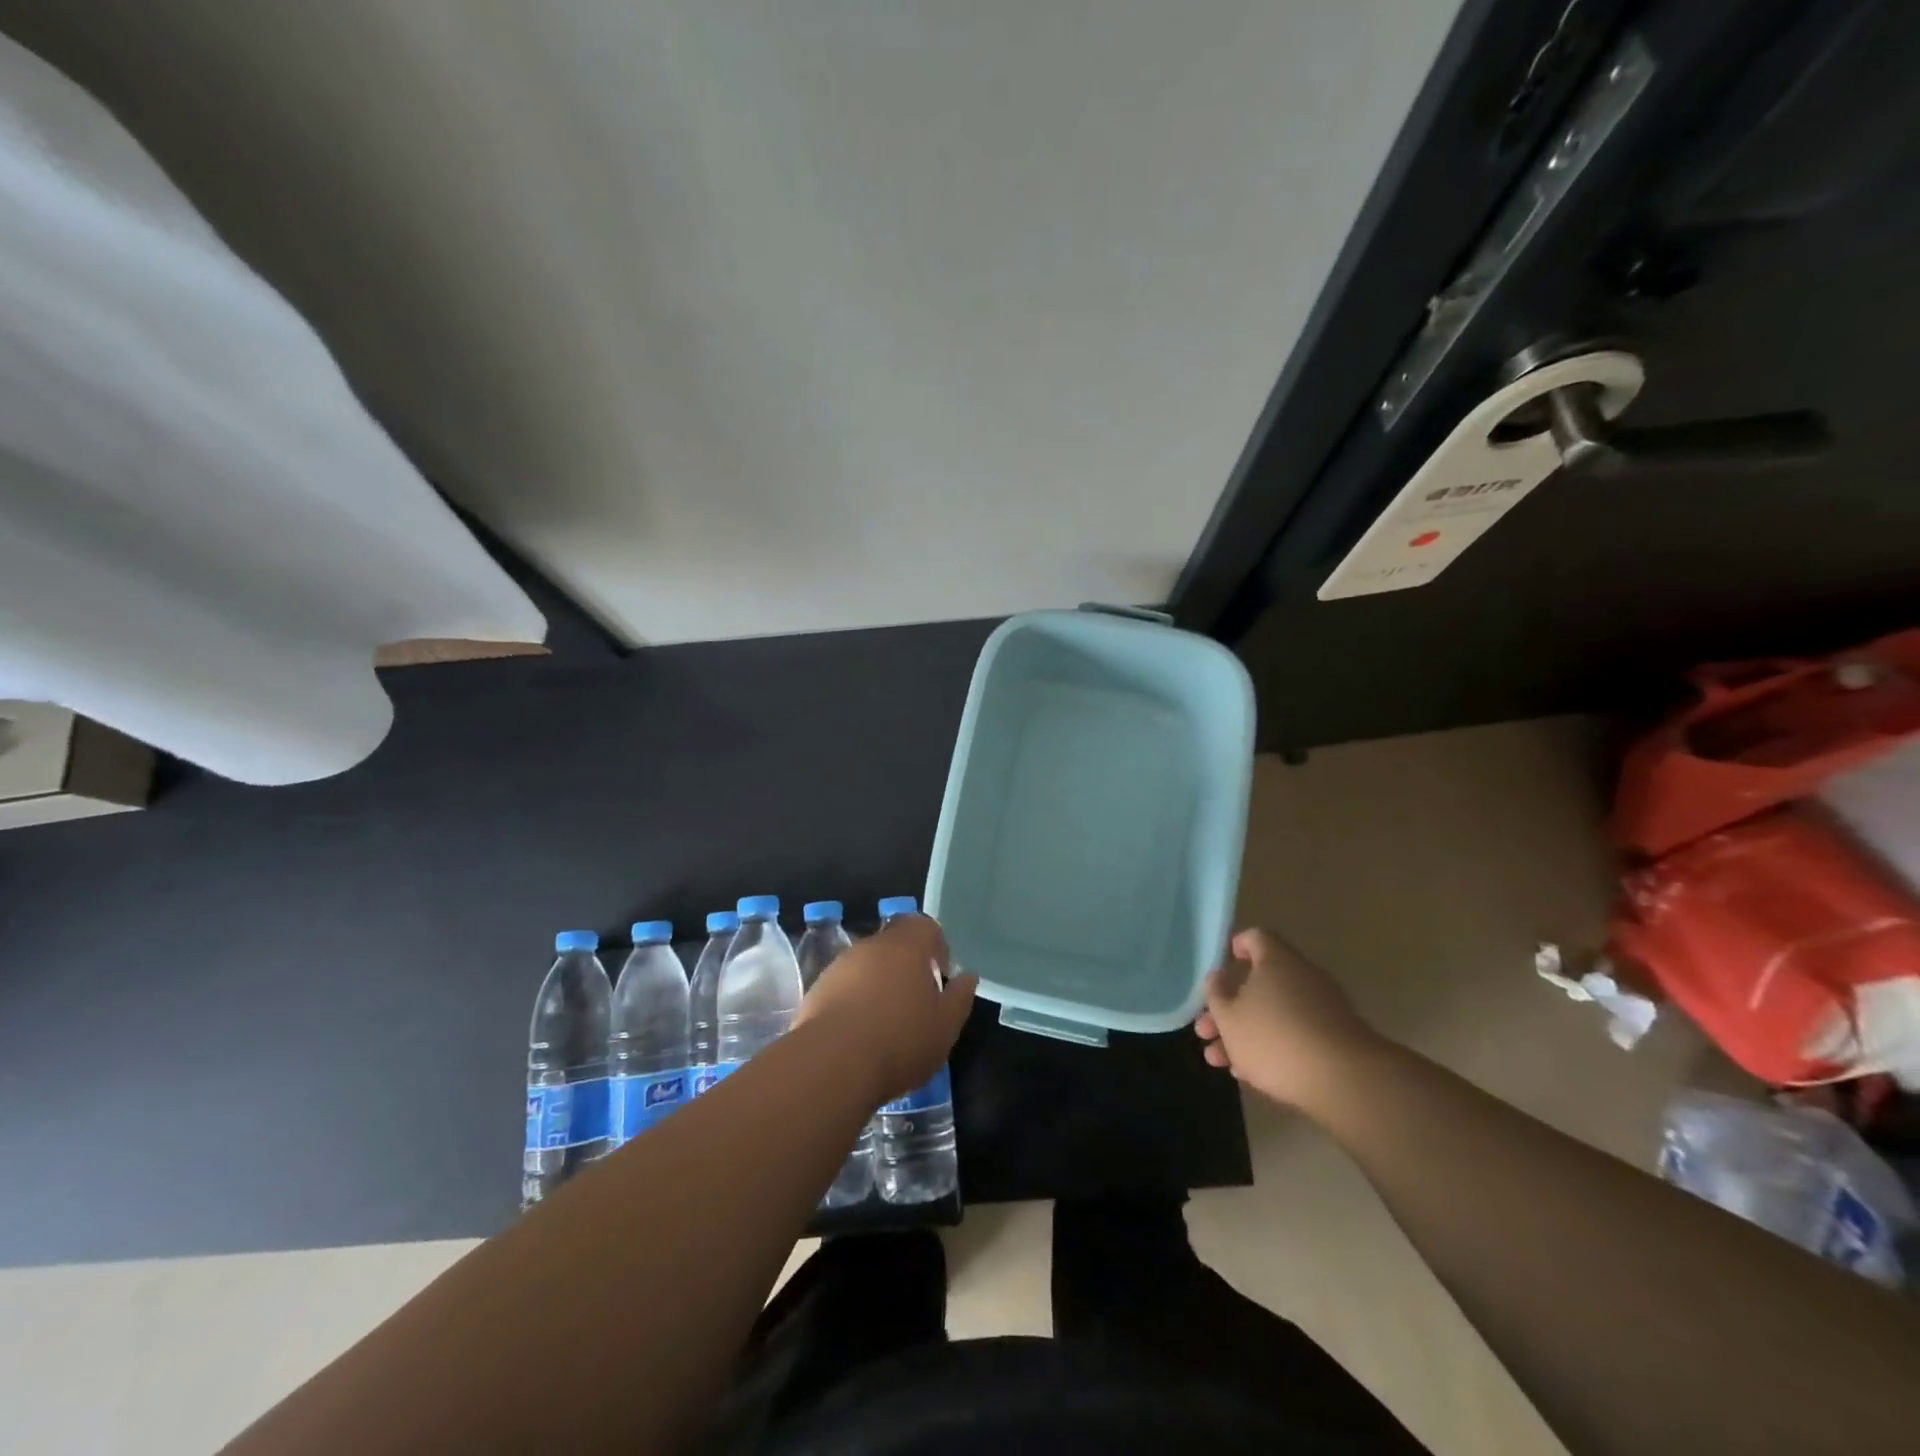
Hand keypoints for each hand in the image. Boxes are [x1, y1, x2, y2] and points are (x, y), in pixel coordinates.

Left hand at [795, 914, 976, 1103]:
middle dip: (906, 968)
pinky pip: (845, 988)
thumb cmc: (900, 1039)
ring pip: (868, 966)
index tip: (939, 977)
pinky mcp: (817, 990)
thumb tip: (967, 976)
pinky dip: (855, 1003)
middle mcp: (872, 945)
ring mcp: (840, 966)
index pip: (924, 926)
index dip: (936, 947)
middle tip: (917, 1003)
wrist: (832, 1063)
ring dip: (879, 986)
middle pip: (894, 944)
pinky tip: (861, 1035)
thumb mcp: (946, 1025)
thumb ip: (960, 997)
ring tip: (887, 1024)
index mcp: (907, 945)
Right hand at [1193, 928, 1387, 1110]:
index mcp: (1277, 960)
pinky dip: (1272, 1048)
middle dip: (1229, 1009)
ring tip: (1218, 1061)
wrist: (1345, 1081)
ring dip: (1245, 1034)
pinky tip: (1250, 1074)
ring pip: (1274, 1014)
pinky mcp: (1335, 1040)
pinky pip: (1295, 1036)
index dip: (1236, 947)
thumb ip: (1217, 995)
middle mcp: (1303, 977)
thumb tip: (1217, 977)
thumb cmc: (1274, 1038)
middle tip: (1205, 1030)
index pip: (1255, 938)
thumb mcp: (1229, 1018)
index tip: (1221, 966)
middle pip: (1260, 983)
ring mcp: (1323, 1009)